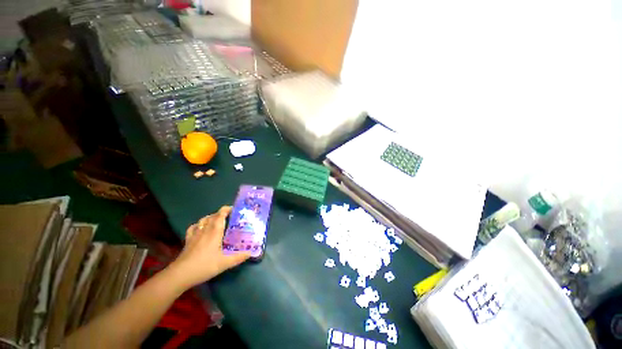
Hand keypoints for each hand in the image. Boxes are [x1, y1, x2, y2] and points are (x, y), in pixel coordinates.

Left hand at [167, 206, 250, 289]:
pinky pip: (193, 228)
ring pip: (202, 220)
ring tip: (216, 221)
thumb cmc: (204, 266)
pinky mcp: (188, 240)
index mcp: (214, 232)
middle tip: (229, 216)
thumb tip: (250, 253)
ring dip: (210, 217)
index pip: (220, 216)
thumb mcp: (224, 263)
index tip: (233, 208)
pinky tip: (200, 228)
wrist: (180, 275)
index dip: (226, 210)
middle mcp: (205, 230)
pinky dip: (198, 225)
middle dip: (220, 213)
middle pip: (212, 216)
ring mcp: (195, 235)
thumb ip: (238, 257)